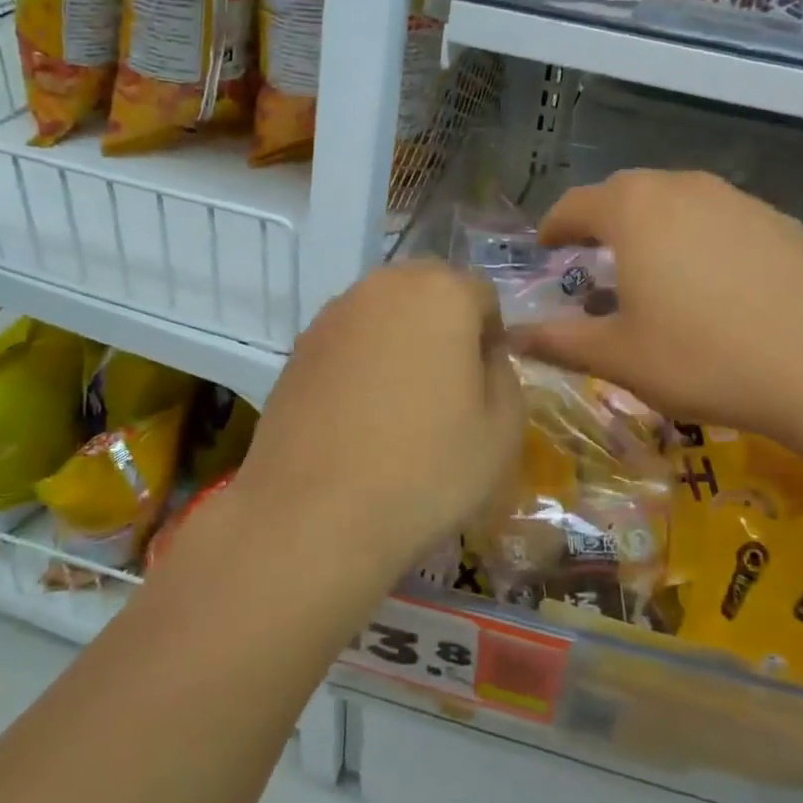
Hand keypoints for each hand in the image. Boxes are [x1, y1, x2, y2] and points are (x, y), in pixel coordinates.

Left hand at [238, 262, 524, 576]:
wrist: (314, 516)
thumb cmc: (425, 469)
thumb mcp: (502, 430)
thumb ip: (504, 375)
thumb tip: (482, 358)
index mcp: (440, 292)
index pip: (482, 295)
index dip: (491, 339)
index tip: (485, 387)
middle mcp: (383, 286)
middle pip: (429, 293)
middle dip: (445, 329)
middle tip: (447, 391)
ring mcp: (333, 315)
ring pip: (385, 315)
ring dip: (401, 343)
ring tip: (400, 407)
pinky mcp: (298, 348)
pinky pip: (349, 342)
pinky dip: (363, 364)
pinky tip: (360, 417)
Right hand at [512, 170, 802, 463]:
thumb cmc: (707, 359)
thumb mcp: (620, 358)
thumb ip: (559, 341)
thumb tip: (513, 337)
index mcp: (634, 211)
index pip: (576, 204)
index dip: (554, 226)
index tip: (546, 248)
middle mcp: (683, 188)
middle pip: (626, 194)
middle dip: (602, 222)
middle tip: (592, 259)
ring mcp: (737, 199)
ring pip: (676, 202)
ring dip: (651, 227)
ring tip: (650, 269)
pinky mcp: (780, 220)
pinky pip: (719, 218)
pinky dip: (697, 238)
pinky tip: (712, 282)